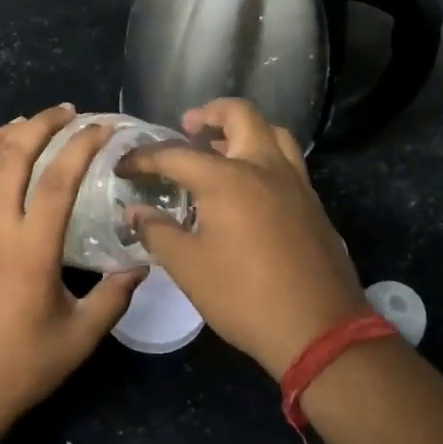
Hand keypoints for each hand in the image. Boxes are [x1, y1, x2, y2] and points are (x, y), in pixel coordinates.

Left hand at [0, 105, 142, 435]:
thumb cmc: (21, 367)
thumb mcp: (80, 337)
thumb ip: (114, 296)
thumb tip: (141, 264)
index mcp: (29, 249)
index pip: (57, 179)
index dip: (82, 146)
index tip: (103, 128)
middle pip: (10, 155)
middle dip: (40, 124)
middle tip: (67, 113)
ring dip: (0, 134)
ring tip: (25, 123)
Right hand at [120, 98, 366, 379]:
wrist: (318, 329)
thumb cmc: (244, 297)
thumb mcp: (189, 268)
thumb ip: (158, 232)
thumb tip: (136, 212)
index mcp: (228, 179)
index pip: (176, 154)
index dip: (144, 157)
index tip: (124, 165)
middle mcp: (264, 167)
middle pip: (240, 115)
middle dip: (210, 114)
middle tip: (189, 127)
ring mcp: (295, 183)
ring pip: (272, 132)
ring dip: (244, 130)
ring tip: (221, 148)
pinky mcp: (312, 203)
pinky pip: (287, 160)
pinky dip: (264, 155)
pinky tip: (249, 185)